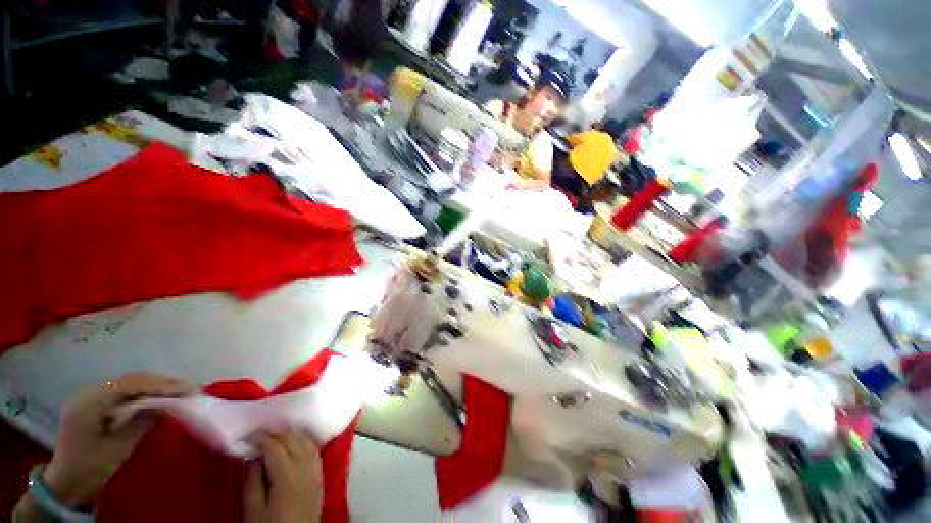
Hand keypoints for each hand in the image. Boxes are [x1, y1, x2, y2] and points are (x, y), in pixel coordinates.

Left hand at [43, 373, 194, 505]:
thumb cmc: (93, 468)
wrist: (68, 482)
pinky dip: (144, 391)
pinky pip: (123, 390)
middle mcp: (88, 391)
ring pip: (129, 382)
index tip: (188, 388)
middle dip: (162, 383)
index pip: (131, 384)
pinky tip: (159, 395)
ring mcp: (89, 394)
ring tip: (180, 390)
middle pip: (131, 380)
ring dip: (155, 385)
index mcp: (90, 401)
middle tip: (189, 388)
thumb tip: (171, 403)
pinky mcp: (94, 400)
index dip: (161, 384)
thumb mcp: (120, 447)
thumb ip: (142, 421)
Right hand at [245, 431, 322, 522]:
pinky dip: (304, 442)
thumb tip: (252, 456)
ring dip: (292, 435)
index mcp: (288, 476)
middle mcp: (306, 468)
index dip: (261, 439)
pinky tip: (294, 444)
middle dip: (276, 433)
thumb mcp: (254, 509)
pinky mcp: (321, 475)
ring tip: (275, 436)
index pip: (275, 447)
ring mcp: (317, 470)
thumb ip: (253, 480)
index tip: (248, 436)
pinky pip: (314, 450)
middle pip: (293, 440)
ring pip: (306, 442)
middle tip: (259, 434)